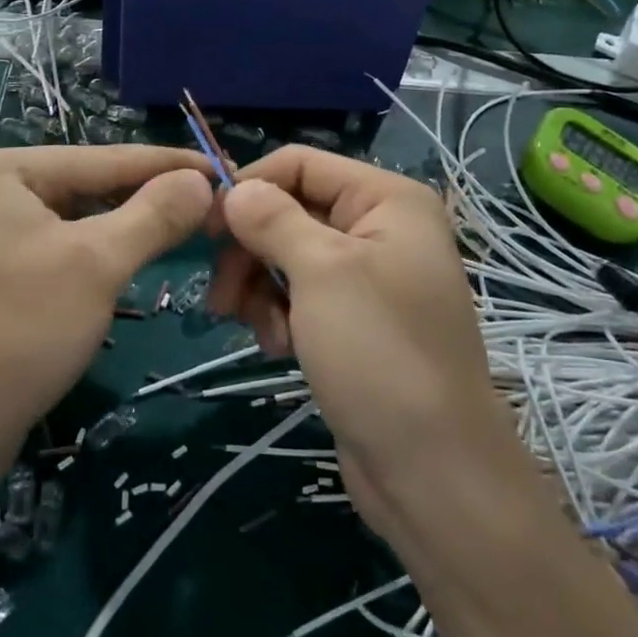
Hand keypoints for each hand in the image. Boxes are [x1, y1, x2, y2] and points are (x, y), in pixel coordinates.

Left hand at [0, 145, 213, 456]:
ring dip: (137, 223)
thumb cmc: (20, 331)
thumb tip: (202, 179)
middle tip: (217, 203)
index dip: (171, 164)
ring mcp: (2, 232)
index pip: (108, 158)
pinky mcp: (8, 271)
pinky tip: (145, 255)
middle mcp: (2, 190)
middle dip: (155, 195)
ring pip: (87, 217)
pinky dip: (111, 249)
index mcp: (11, 170)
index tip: (226, 168)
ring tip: (193, 225)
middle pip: (96, 183)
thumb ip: (153, 214)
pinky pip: (72, 246)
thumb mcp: (96, 264)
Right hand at [209, 147, 533, 546]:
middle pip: (290, 211)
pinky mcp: (355, 321)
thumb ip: (272, 219)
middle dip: (251, 250)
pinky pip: (301, 295)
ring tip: (261, 331)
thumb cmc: (379, 353)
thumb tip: (234, 189)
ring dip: (261, 288)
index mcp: (386, 199)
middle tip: (221, 294)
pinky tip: (279, 348)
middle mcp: (380, 227)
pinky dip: (280, 315)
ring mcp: (368, 277)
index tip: (204, 227)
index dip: (250, 186)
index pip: (300, 164)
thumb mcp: (322, 272)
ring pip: (288, 256)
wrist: (432, 472)